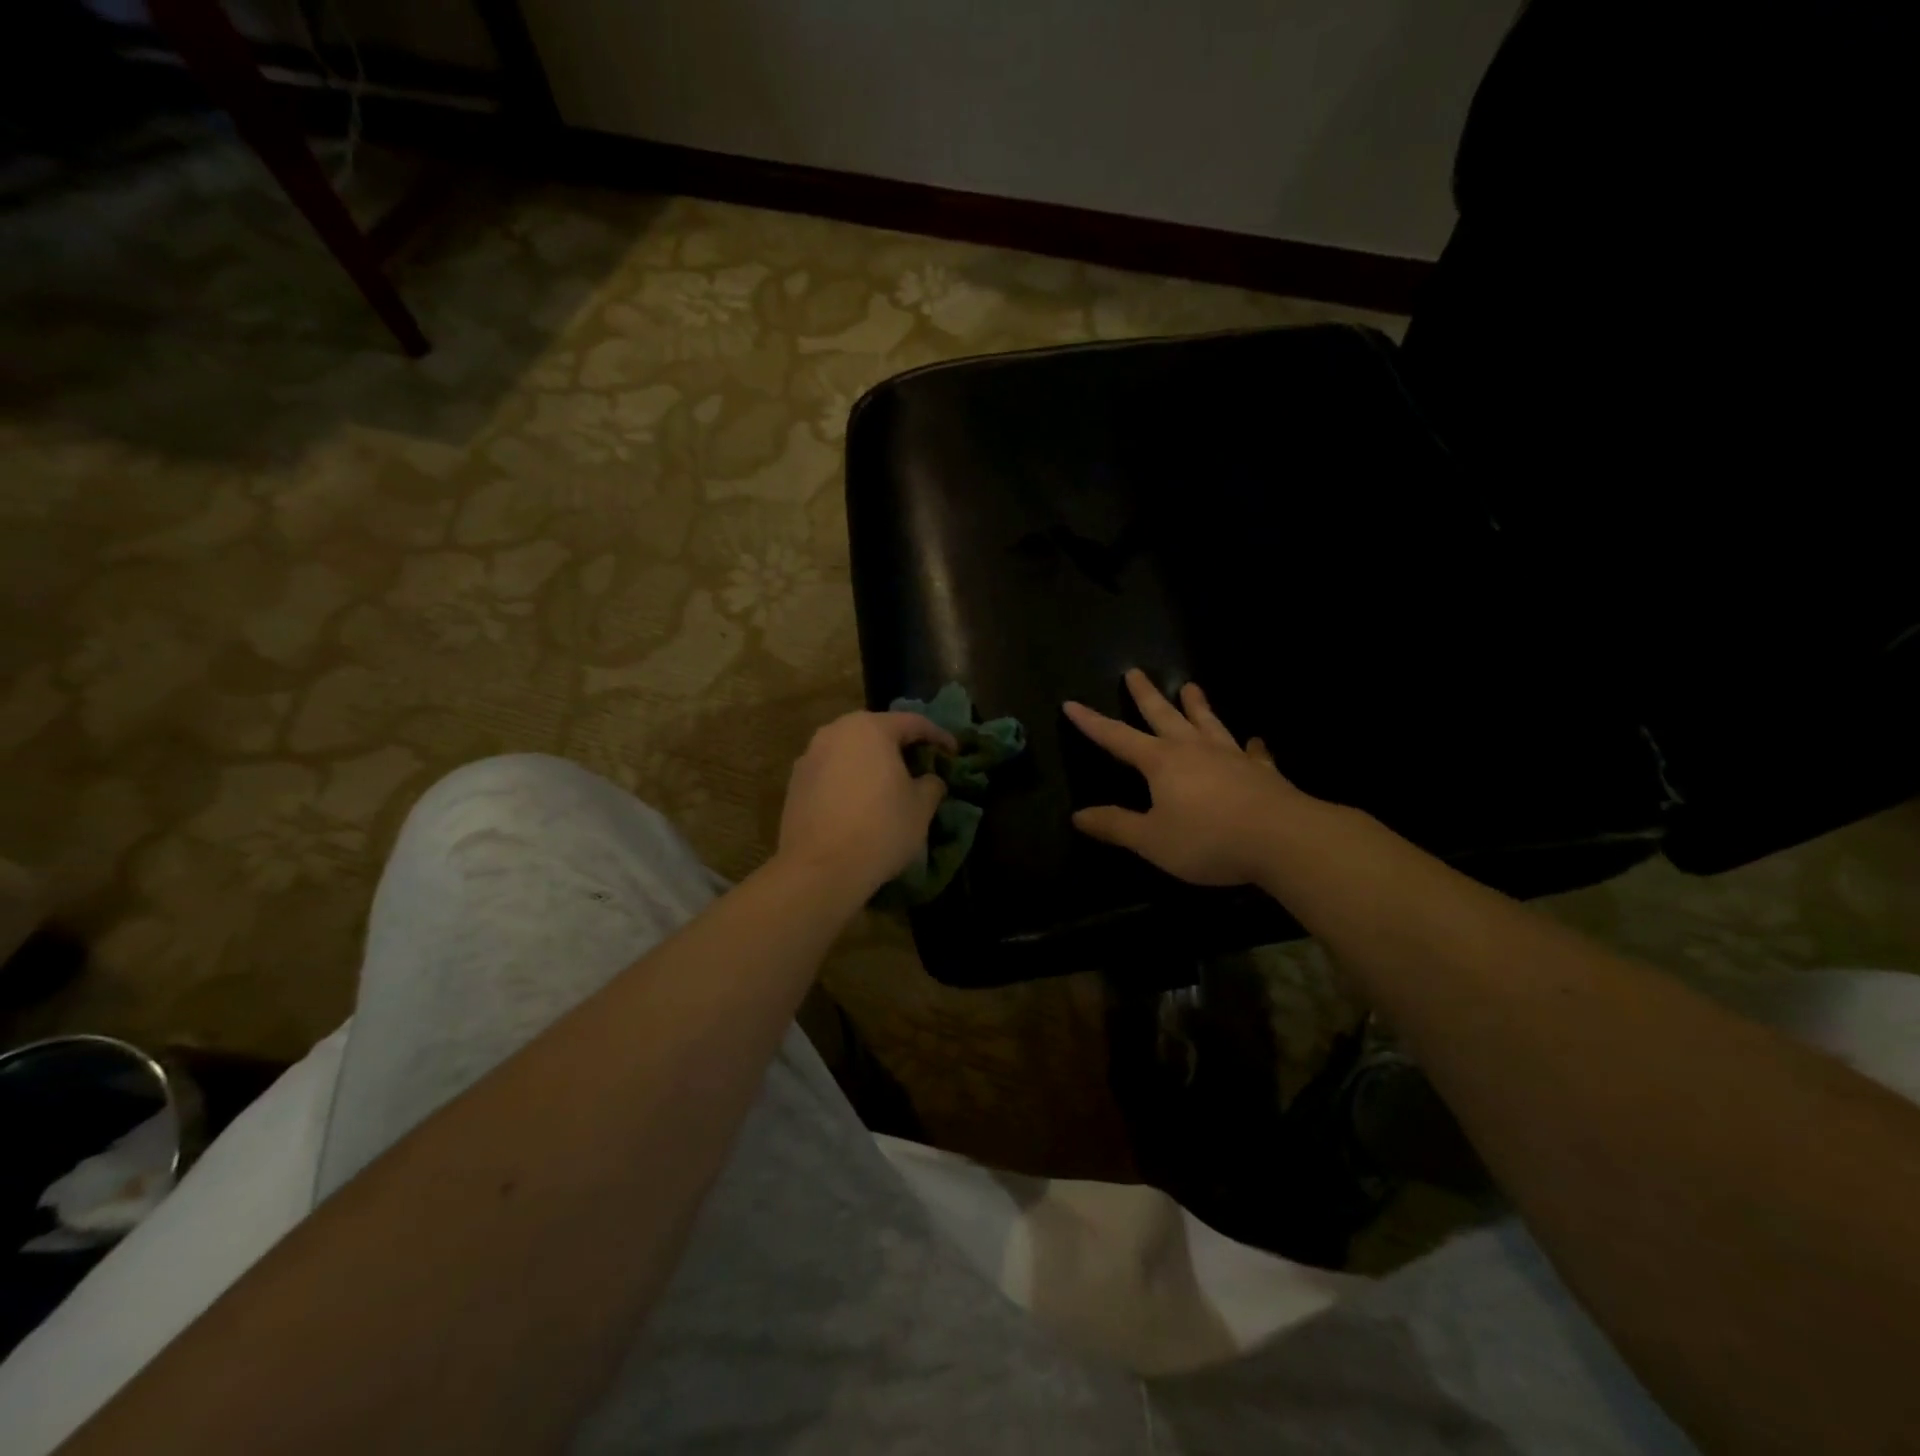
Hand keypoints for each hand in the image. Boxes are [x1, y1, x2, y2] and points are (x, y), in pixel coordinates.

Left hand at [776, 710, 956, 897]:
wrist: (819, 870)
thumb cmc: (880, 829)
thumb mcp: (921, 807)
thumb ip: (931, 784)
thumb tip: (929, 779)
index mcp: (870, 728)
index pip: (913, 722)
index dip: (938, 736)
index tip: (954, 752)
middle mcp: (835, 731)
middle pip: (877, 731)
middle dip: (901, 746)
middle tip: (921, 765)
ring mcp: (810, 756)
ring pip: (850, 750)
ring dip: (872, 762)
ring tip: (889, 785)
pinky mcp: (795, 783)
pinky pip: (832, 771)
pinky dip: (850, 779)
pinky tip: (860, 802)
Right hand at [1064, 669, 1310, 885]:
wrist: (1283, 839)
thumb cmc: (1208, 839)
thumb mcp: (1152, 840)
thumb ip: (1116, 826)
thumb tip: (1079, 815)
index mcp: (1161, 763)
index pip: (1117, 738)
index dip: (1092, 723)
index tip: (1071, 704)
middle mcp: (1194, 750)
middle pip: (1164, 716)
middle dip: (1146, 695)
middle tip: (1134, 671)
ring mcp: (1232, 757)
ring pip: (1208, 723)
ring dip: (1198, 705)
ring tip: (1191, 686)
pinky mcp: (1263, 772)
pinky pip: (1254, 753)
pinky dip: (1251, 747)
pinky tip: (1255, 742)